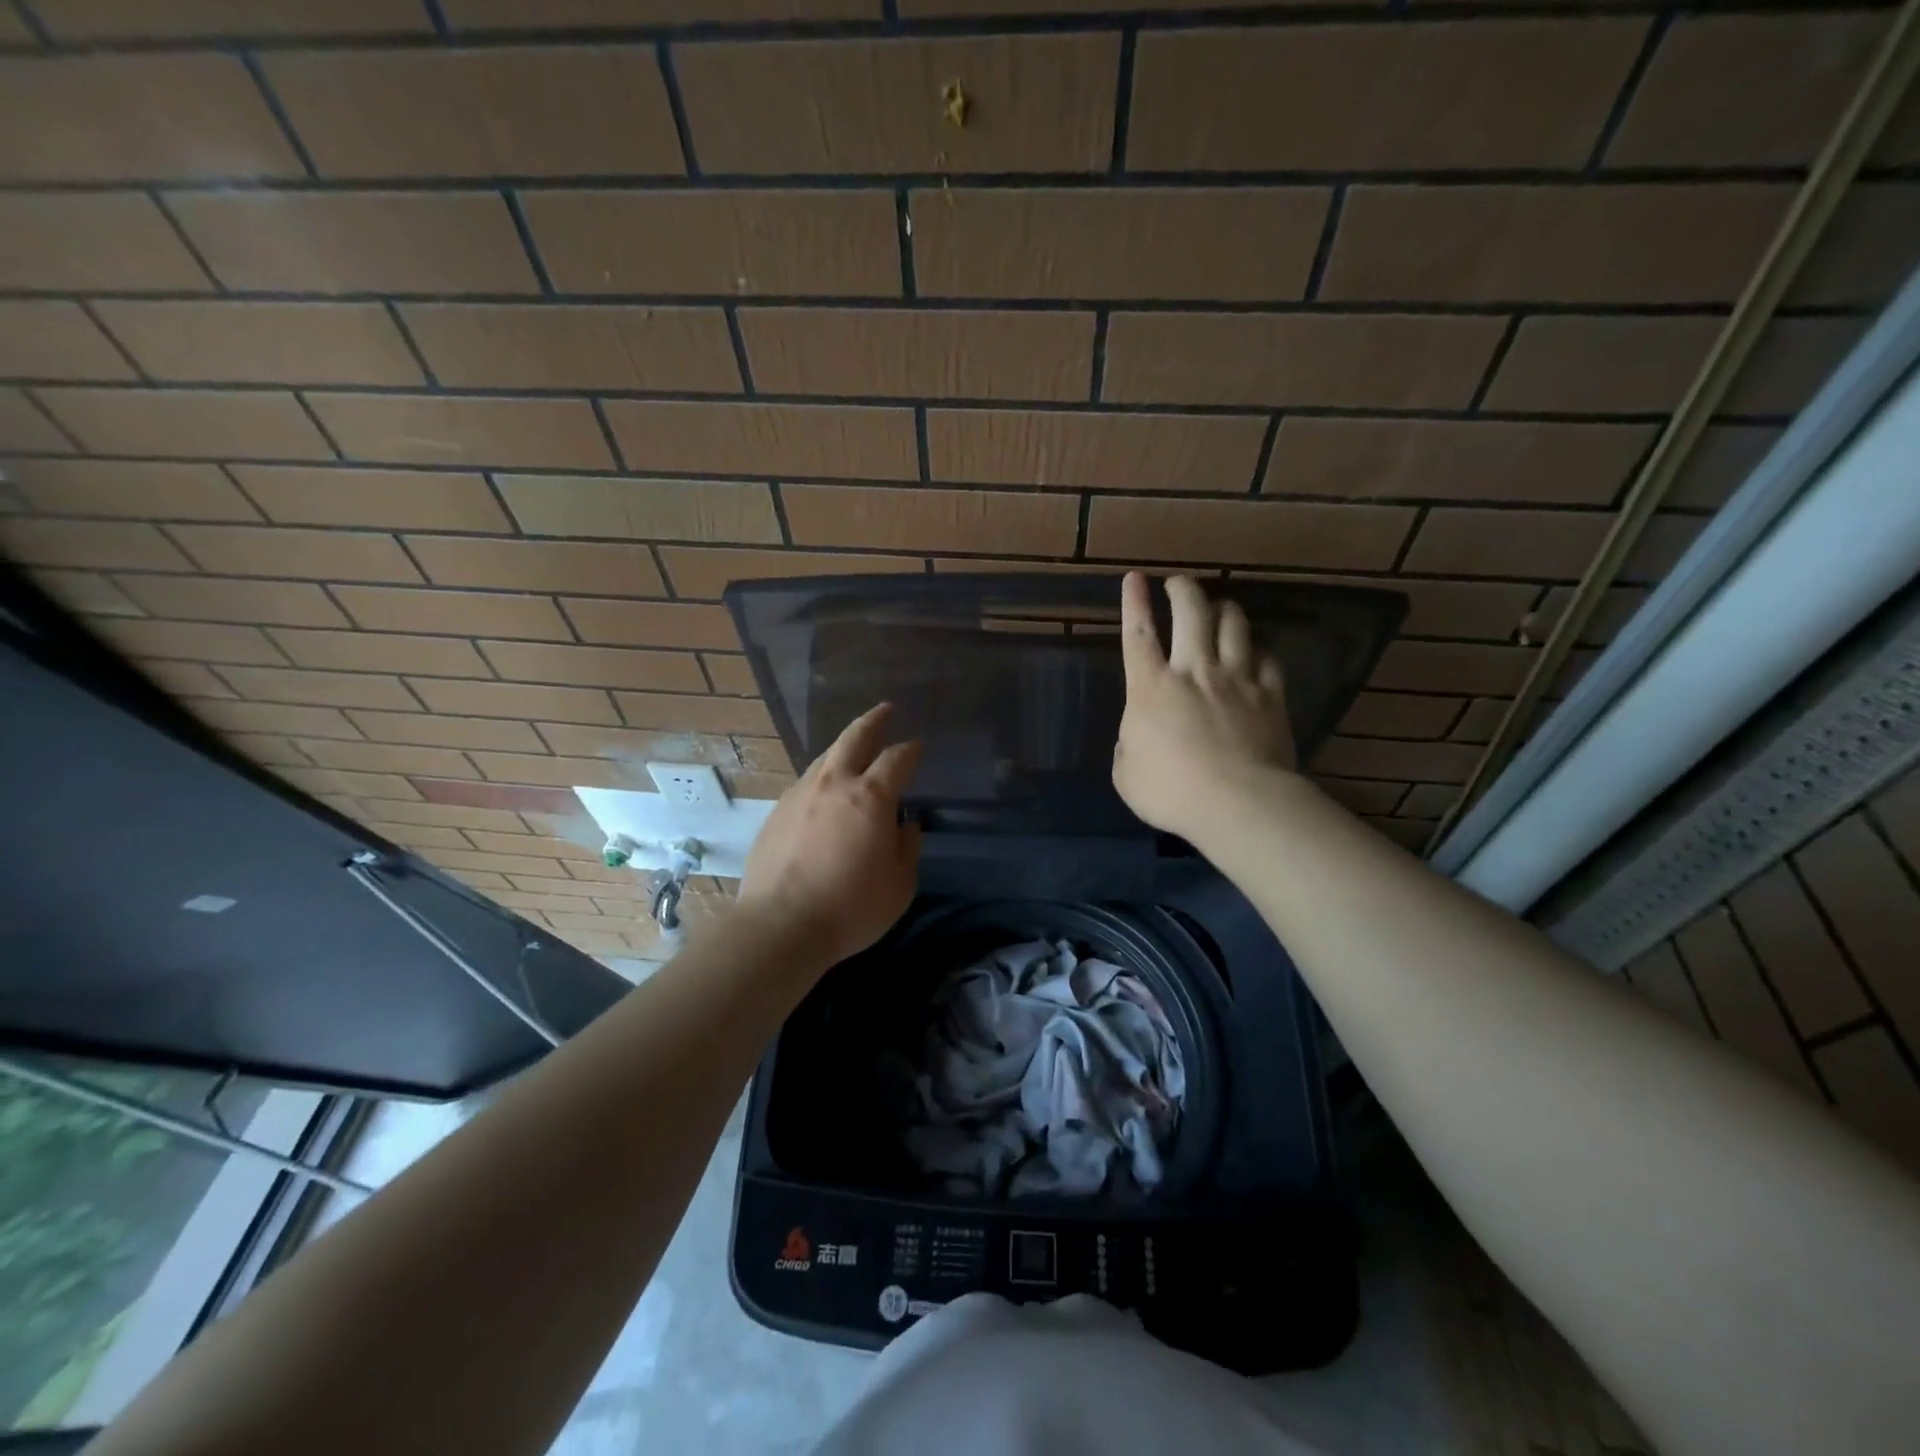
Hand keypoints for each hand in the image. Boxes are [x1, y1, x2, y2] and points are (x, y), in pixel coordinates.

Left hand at [737, 703, 922, 971]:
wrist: (779, 925)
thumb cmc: (850, 908)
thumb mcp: (899, 885)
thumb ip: (907, 847)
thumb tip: (905, 824)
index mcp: (870, 796)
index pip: (896, 758)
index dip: (910, 750)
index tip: (918, 747)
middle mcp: (833, 784)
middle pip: (854, 737)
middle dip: (873, 720)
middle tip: (885, 710)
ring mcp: (799, 794)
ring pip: (825, 757)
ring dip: (844, 748)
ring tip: (854, 750)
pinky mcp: (776, 812)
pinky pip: (806, 783)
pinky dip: (822, 778)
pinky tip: (824, 792)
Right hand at [1113, 572, 1296, 840]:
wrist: (1238, 803)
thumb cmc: (1171, 791)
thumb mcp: (1126, 774)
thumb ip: (1128, 746)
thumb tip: (1137, 735)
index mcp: (1150, 688)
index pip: (1138, 634)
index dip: (1134, 602)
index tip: (1135, 578)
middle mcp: (1194, 670)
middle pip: (1191, 613)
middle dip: (1183, 590)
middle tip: (1178, 583)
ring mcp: (1236, 679)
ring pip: (1233, 624)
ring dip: (1223, 609)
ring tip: (1218, 607)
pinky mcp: (1270, 695)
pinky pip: (1267, 657)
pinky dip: (1258, 649)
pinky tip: (1254, 650)